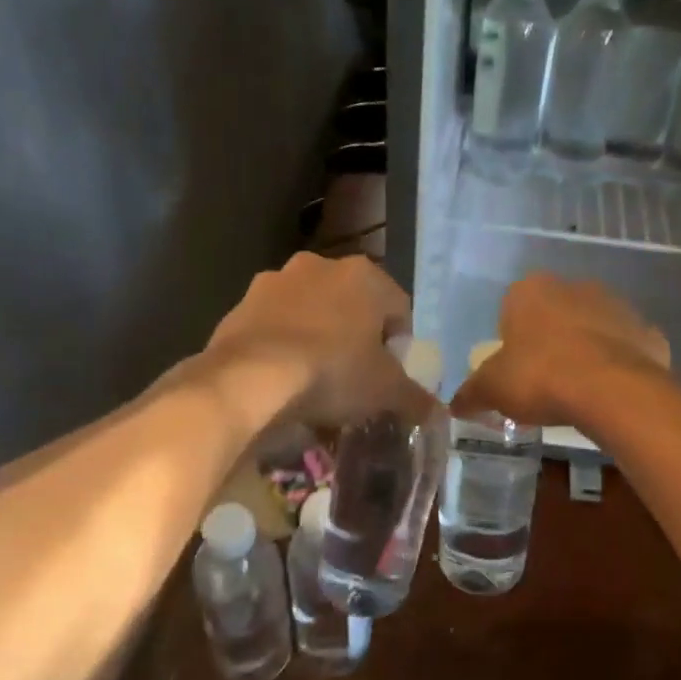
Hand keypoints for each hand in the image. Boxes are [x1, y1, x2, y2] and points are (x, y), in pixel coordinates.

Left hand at [207, 253, 432, 429]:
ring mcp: (276, 281)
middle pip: (352, 305)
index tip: (388, 375)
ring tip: (313, 379)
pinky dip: (282, 344)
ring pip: (311, 311)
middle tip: (354, 376)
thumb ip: (416, 399)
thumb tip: (438, 414)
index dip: (398, 344)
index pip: (398, 308)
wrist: (249, 378)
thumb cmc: (333, 372)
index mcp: (365, 275)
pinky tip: (281, 376)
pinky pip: (274, 325)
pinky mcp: (241, 304)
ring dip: (317, 336)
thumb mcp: (385, 392)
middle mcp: (321, 265)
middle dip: (355, 336)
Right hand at [451, 273, 669, 427]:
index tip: (514, 369)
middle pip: (555, 314)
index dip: (512, 339)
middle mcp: (575, 287)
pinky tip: (610, 392)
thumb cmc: (540, 376)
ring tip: (578, 391)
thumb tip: (454, 405)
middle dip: (549, 341)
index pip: (513, 307)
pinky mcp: (648, 332)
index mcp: (531, 290)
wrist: (611, 390)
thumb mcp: (493, 389)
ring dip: (585, 350)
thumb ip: (471, 393)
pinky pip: (626, 348)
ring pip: (593, 328)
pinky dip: (619, 365)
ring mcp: (617, 306)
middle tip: (543, 381)